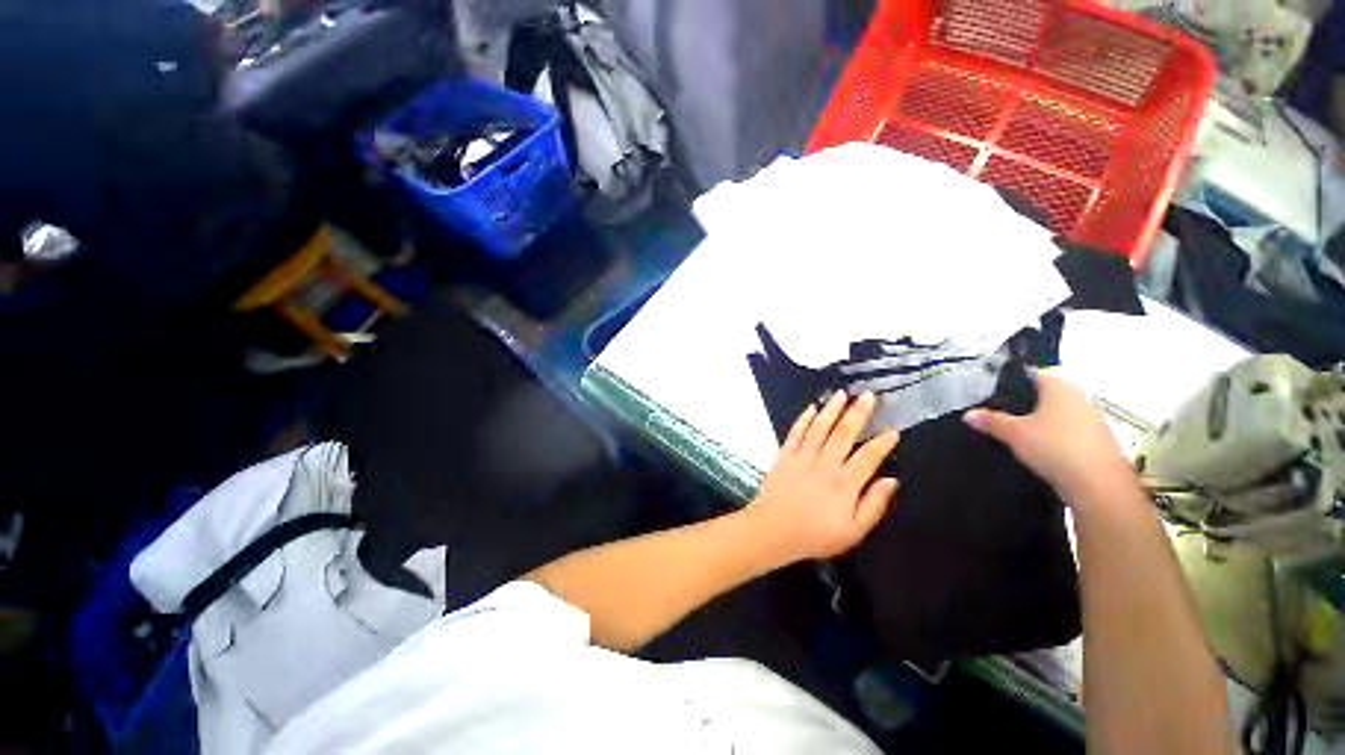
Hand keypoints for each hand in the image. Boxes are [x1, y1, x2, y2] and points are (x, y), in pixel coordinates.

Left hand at [747, 391, 899, 562]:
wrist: (773, 529)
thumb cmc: (815, 534)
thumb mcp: (853, 531)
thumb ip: (874, 505)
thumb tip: (892, 480)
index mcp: (845, 483)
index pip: (868, 456)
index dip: (882, 443)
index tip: (893, 430)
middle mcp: (825, 464)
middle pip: (844, 433)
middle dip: (858, 413)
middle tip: (868, 395)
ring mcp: (803, 457)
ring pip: (820, 427)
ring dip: (831, 409)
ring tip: (841, 393)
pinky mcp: (785, 455)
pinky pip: (796, 433)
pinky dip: (804, 419)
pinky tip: (812, 408)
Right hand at [963, 373, 1133, 504]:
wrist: (1098, 485)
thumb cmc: (1055, 447)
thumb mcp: (1013, 433)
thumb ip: (990, 421)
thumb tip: (968, 414)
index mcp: (1060, 386)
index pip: (1032, 374)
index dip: (1010, 382)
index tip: (991, 393)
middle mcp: (1079, 397)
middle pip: (1045, 395)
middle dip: (1023, 404)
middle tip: (997, 413)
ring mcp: (1091, 420)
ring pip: (1057, 414)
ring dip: (1038, 422)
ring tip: (1012, 433)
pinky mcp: (1096, 441)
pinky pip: (1066, 432)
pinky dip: (1051, 437)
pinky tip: (1036, 450)